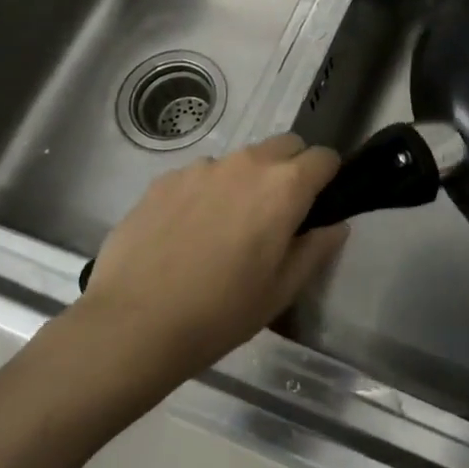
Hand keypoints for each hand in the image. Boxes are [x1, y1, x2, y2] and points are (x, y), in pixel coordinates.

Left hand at [76, 134, 346, 376]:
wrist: (133, 323)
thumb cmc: (220, 312)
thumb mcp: (281, 291)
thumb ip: (316, 250)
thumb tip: (335, 225)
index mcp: (283, 188)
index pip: (323, 157)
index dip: (328, 177)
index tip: (320, 203)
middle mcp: (245, 164)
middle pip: (284, 145)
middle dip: (292, 168)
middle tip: (278, 214)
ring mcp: (201, 167)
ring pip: (240, 160)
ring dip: (246, 181)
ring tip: (225, 228)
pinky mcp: (165, 179)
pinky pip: (200, 175)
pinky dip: (206, 193)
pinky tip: (187, 234)